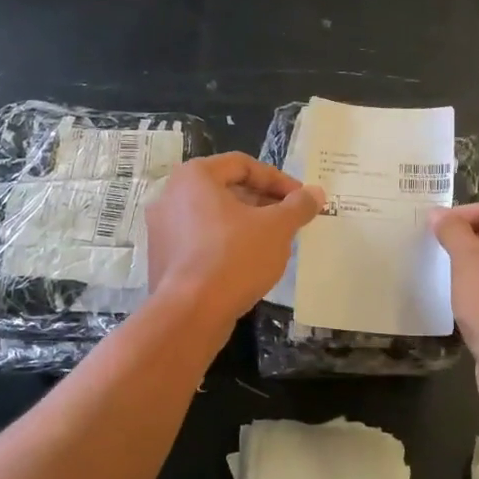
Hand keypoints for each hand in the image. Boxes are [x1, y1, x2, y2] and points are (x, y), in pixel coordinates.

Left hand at [145, 154, 323, 327]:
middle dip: (263, 202)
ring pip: (213, 216)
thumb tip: (315, 193)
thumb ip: (298, 206)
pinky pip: (200, 240)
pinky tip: (248, 263)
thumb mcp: (277, 228)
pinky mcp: (163, 258)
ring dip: (246, 224)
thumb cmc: (234, 257)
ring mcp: (162, 229)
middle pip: (226, 189)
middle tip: (290, 219)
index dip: (277, 180)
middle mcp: (171, 195)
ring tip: (274, 242)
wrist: (190, 313)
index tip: (301, 199)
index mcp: (194, 176)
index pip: (242, 164)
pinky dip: (226, 244)